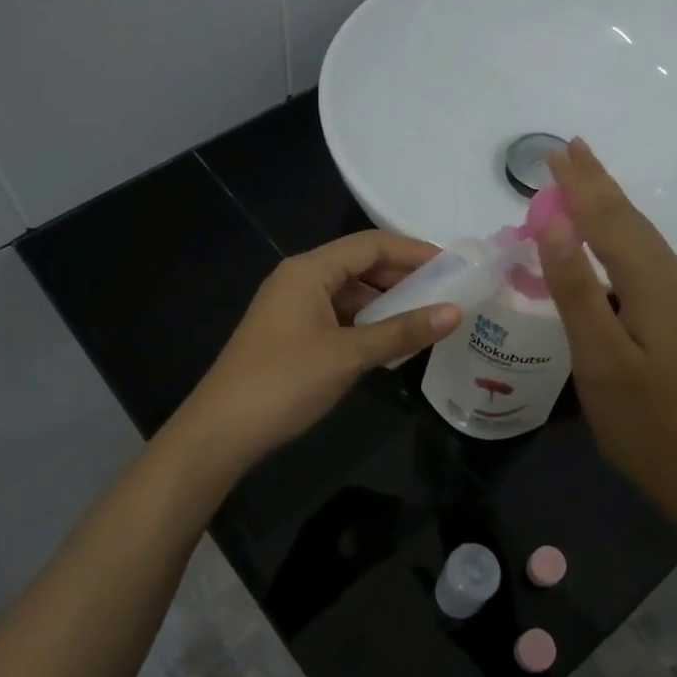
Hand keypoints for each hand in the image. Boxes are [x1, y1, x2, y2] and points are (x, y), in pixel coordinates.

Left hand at [165, 230, 461, 477]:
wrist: (221, 431)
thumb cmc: (285, 382)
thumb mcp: (349, 355)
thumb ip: (402, 331)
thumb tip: (455, 312)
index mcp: (309, 269)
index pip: (371, 244)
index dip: (414, 252)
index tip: (455, 266)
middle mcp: (300, 278)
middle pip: (361, 265)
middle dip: (404, 277)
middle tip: (448, 292)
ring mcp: (293, 307)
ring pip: (351, 293)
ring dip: (387, 303)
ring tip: (428, 317)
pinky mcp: (292, 334)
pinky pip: (339, 316)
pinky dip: (368, 323)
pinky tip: (392, 341)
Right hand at [535, 138, 676, 517]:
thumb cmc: (645, 422)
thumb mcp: (600, 357)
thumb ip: (575, 287)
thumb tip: (554, 220)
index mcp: (655, 283)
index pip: (610, 218)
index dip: (580, 184)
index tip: (555, 150)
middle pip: (631, 220)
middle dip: (598, 183)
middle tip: (569, 149)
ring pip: (641, 240)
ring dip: (608, 208)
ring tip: (583, 182)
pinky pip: (644, 263)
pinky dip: (618, 240)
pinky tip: (605, 244)